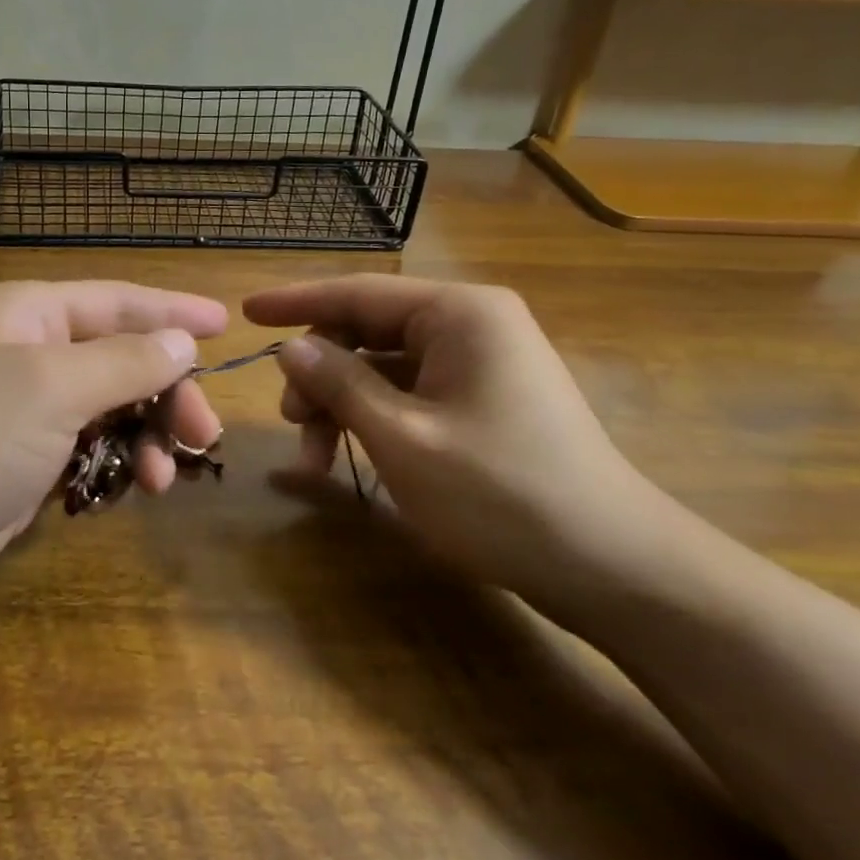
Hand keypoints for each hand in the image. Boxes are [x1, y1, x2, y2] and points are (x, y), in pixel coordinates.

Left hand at [0, 281, 227, 652]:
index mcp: (26, 316)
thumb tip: (180, 342)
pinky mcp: (14, 473)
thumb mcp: (46, 388)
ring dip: (144, 437)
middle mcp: (24, 358)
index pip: (117, 301)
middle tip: (203, 435)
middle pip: (119, 360)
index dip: (173, 311)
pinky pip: (84, 457)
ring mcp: (18, 419)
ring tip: (161, 479)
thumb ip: (121, 362)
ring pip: (106, 413)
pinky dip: (113, 470)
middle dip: (166, 392)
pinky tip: (126, 493)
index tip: (227, 325)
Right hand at [246, 275, 689, 615]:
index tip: (245, 311)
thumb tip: (292, 347)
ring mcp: (480, 363)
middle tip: (289, 424)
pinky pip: (409, 393)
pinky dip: (373, 420)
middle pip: (367, 330)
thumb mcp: (401, 438)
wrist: (613, 567)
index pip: (358, 292)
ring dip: (341, 405)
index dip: (295, 301)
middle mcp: (471, 324)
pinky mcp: (483, 400)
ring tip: (315, 459)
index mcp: (458, 313)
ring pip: (383, 367)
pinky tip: (347, 458)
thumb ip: (339, 384)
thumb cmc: (501, 494)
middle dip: (320, 374)